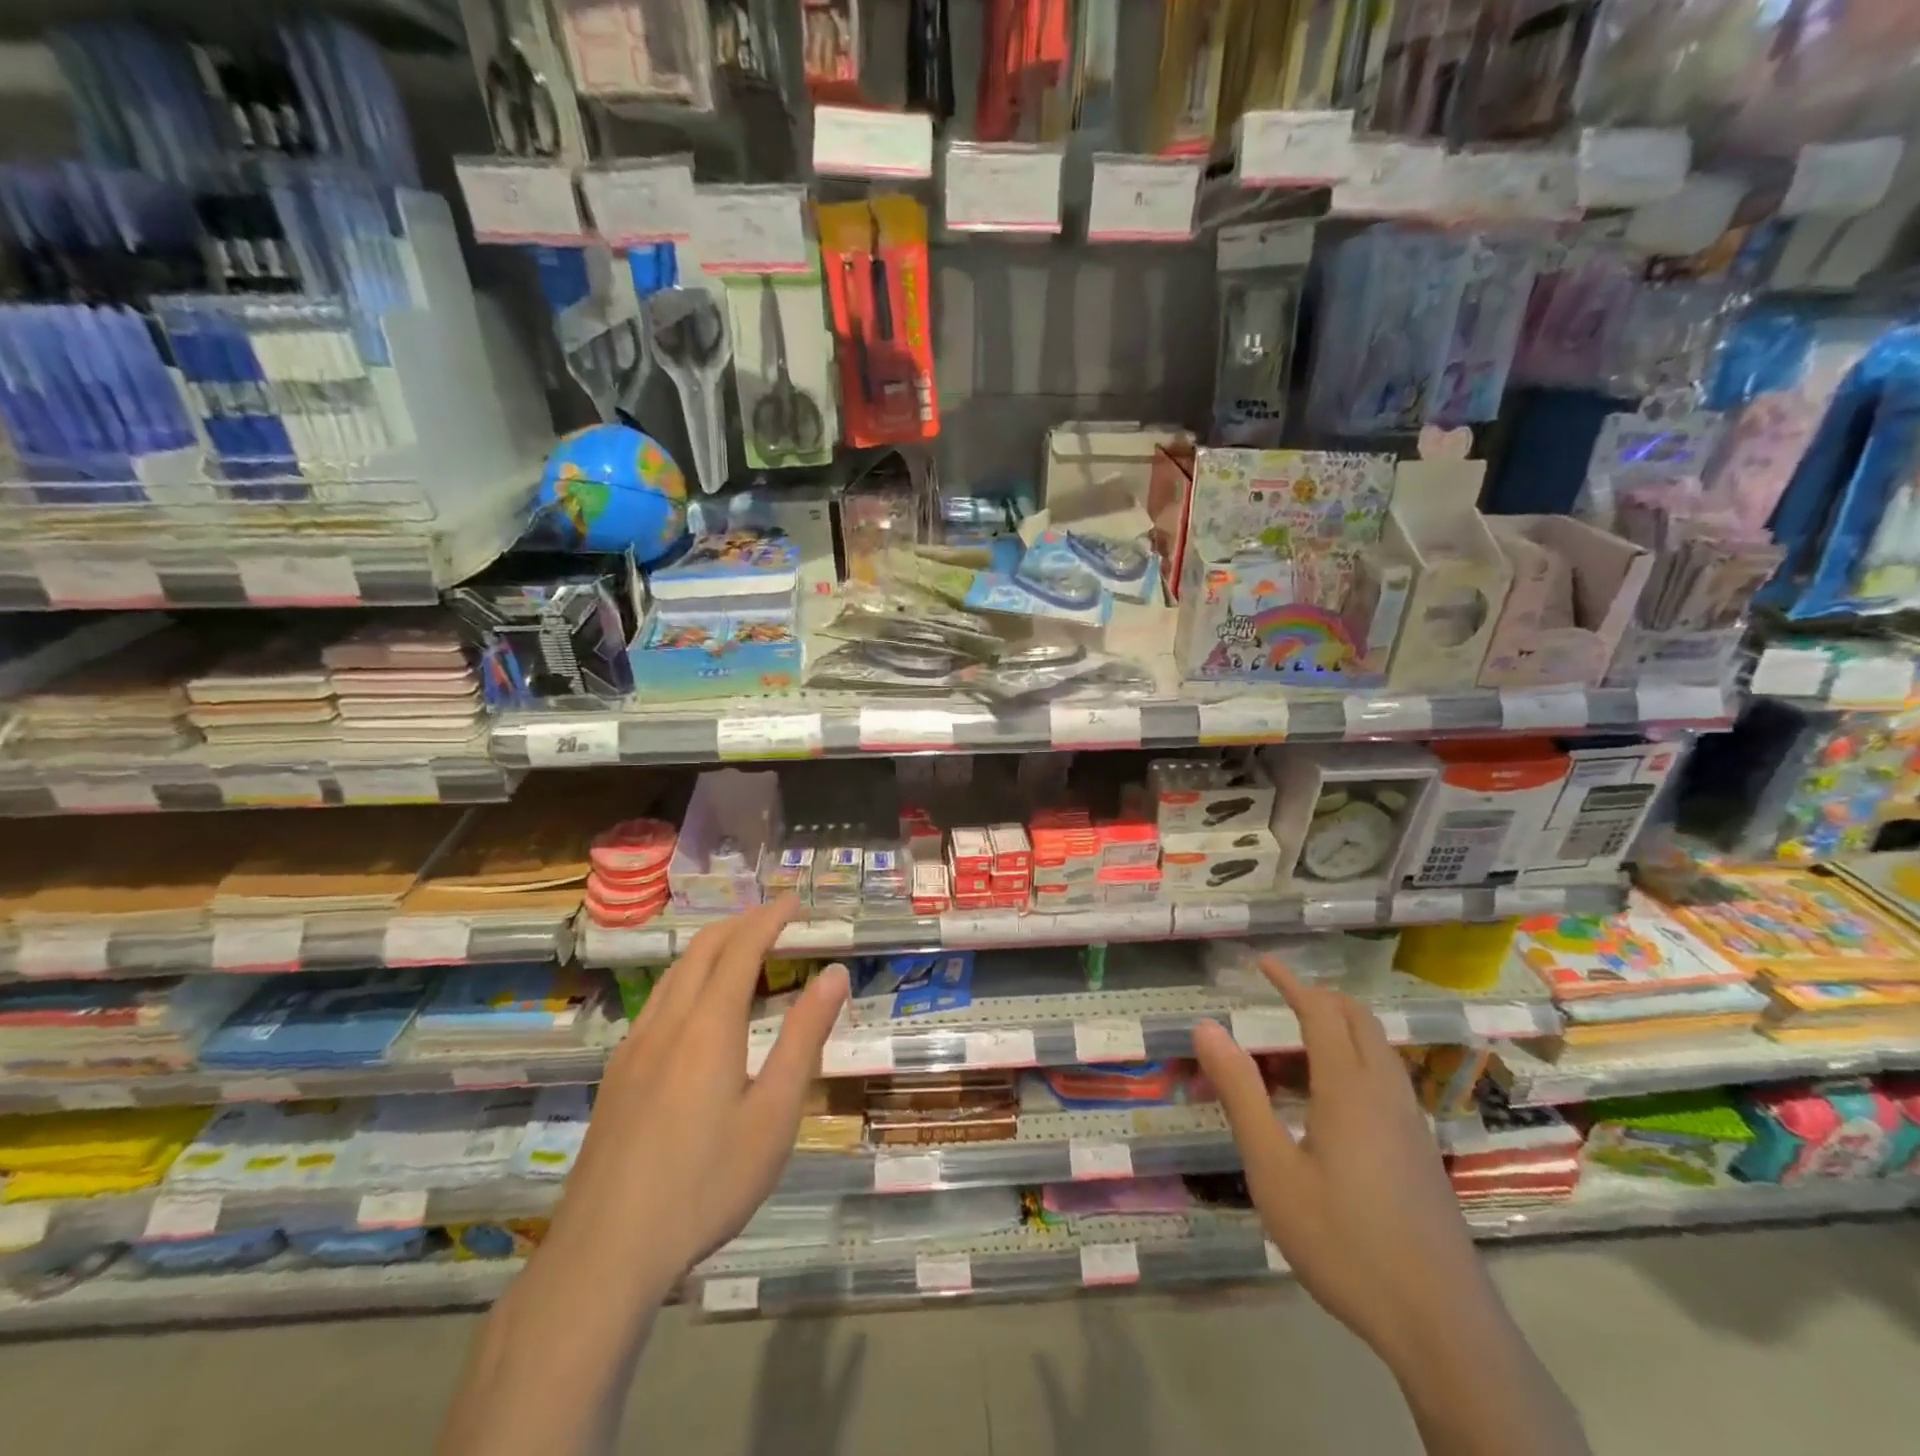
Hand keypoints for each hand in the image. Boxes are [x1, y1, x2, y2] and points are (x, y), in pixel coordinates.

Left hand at [551, 895, 848, 1286]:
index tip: (796, 901)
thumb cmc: (706, 1183)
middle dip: (741, 922)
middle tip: (776, 917)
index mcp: (709, 1025)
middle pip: (704, 949)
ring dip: (712, 947)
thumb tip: (834, 976)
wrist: (605, 1253)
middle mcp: (668, 1022)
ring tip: (742, 948)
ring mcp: (635, 1047)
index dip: (770, 918)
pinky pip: (657, 1000)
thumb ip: (804, 1038)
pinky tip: (697, 1008)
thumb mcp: (773, 1115)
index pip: (742, 947)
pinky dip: (688, 977)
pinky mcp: (618, 1074)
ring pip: (675, 973)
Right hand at [1191, 957, 1484, 1367]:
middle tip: (1281, 994)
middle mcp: (1387, 1093)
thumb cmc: (1345, 1242)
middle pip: (1359, 1020)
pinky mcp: (1422, 1152)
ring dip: (1341, 1027)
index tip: (1263, 963)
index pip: (1321, 1011)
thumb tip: (1207, 1028)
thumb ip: (1240, 1094)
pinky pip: (1387, 1079)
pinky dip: (1356, 1059)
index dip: (1292, 982)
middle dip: (1320, 997)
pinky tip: (1331, 1099)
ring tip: (1297, 1042)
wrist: (1443, 1326)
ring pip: (1379, 1050)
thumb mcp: (1273, 1170)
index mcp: (1349, 1088)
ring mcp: (1411, 1123)